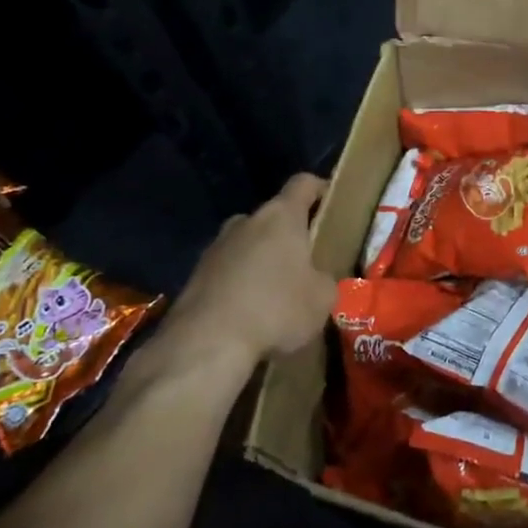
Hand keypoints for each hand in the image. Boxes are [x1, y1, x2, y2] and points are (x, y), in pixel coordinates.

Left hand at [164, 173, 336, 365]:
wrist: (206, 343)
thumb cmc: (275, 309)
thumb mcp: (322, 299)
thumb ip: (324, 280)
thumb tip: (317, 281)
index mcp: (281, 216)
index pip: (303, 183)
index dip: (319, 188)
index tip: (331, 202)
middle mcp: (246, 221)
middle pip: (274, 217)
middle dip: (290, 236)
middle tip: (306, 262)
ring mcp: (216, 247)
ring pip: (248, 245)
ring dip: (263, 261)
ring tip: (276, 294)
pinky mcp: (195, 275)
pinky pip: (228, 272)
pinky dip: (241, 285)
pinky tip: (250, 314)